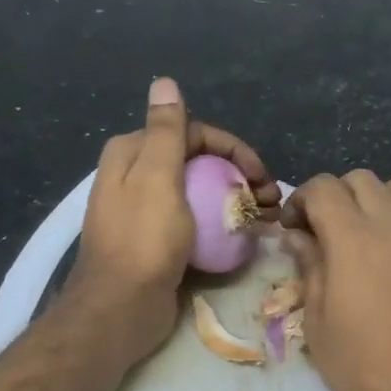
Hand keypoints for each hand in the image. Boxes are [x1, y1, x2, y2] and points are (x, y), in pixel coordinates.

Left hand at [65, 78, 278, 366]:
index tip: (261, 174)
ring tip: (267, 219)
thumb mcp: (157, 177)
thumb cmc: (143, 239)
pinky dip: (222, 224)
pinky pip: (196, 222)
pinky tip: (245, 237)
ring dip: (235, 201)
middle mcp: (135, 177)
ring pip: (200, 193)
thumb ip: (165, 130)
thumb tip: (164, 81)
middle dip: (239, 175)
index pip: (193, 134)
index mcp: (132, 154)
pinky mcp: (158, 242)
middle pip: (198, 163)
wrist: (121, 309)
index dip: (233, 149)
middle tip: (270, 200)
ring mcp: (147, 212)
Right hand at [281, 172, 390, 390]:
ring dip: (383, 199)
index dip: (300, 199)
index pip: (323, 188)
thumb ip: (308, 266)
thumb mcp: (317, 318)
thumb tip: (297, 236)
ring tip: (373, 231)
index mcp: (352, 238)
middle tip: (325, 230)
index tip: (293, 226)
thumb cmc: (358, 368)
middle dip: (336, 196)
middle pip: (362, 180)